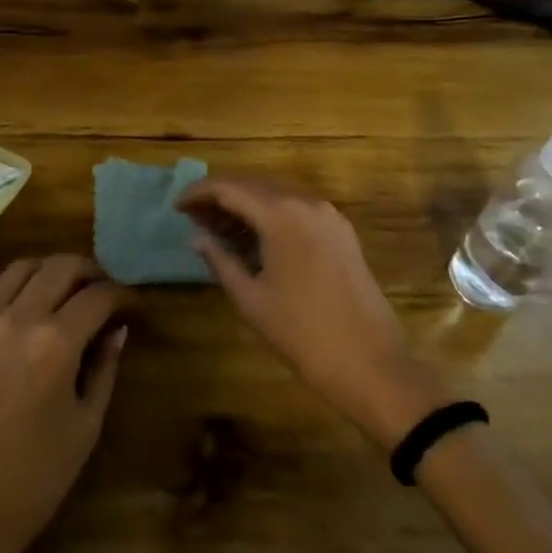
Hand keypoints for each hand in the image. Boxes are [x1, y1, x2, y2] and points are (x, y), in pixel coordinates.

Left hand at [0, 254, 127, 552]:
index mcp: (54, 343)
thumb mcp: (85, 426)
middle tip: (107, 289)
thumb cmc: (34, 480)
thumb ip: (104, 368)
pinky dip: (20, 291)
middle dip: (91, 271)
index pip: (97, 296)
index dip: (123, 295)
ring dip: (52, 269)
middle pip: (60, 266)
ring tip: (69, 288)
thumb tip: (118, 330)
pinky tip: (32, 315)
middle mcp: (17, 319)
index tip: (136, 305)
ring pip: (22, 268)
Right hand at [178, 178, 449, 447]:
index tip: (177, 206)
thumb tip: (197, 237)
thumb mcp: (252, 300)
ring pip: (275, 195)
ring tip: (218, 229)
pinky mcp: (341, 232)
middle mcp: (306, 202)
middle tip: (194, 217)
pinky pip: (296, 209)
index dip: (198, 193)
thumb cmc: (304, 335)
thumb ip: (220, 261)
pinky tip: (255, 238)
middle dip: (220, 197)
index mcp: (281, 214)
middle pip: (253, 185)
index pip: (229, 188)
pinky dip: (270, 215)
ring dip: (245, 205)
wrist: (374, 367)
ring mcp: (328, 215)